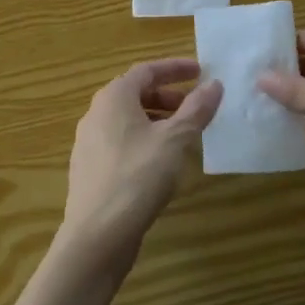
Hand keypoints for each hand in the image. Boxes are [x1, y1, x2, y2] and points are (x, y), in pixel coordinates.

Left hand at [59, 59, 221, 275]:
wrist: (96, 236)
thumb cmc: (138, 176)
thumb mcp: (175, 140)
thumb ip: (196, 109)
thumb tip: (214, 84)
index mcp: (114, 97)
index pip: (147, 70)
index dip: (175, 68)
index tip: (201, 71)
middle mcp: (96, 112)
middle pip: (136, 93)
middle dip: (168, 96)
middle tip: (196, 106)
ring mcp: (89, 142)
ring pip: (129, 120)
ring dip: (158, 120)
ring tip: (184, 135)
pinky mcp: (90, 169)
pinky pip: (122, 142)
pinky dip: (145, 141)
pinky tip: (162, 162)